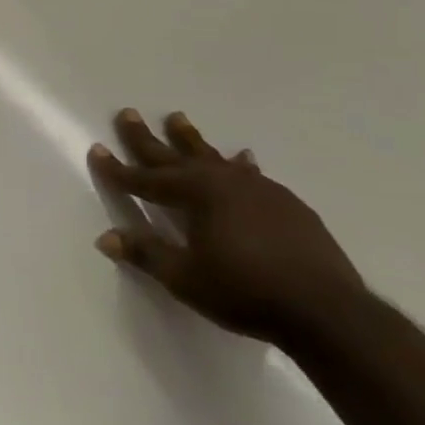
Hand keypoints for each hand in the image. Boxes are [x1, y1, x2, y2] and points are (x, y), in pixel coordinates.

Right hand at [88, 109, 364, 345]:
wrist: (327, 311)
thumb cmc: (245, 292)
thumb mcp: (185, 277)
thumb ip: (146, 253)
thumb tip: (106, 238)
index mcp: (196, 195)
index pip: (145, 179)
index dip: (118, 169)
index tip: (97, 150)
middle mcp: (224, 181)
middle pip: (176, 155)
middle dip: (147, 138)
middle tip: (129, 113)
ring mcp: (259, 189)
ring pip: (214, 157)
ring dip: (191, 140)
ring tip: (177, 119)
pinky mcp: (287, 203)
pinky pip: (251, 174)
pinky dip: (238, 164)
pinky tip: (243, 159)